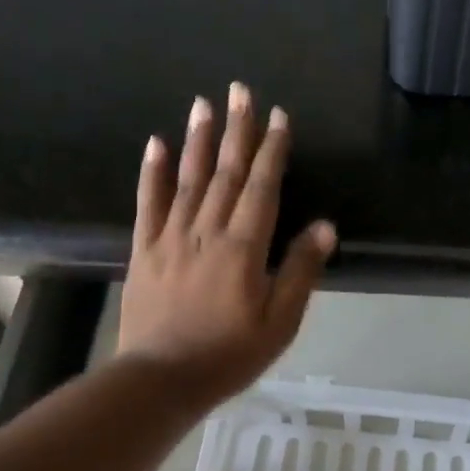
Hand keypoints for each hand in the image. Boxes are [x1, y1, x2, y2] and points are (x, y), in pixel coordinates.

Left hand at [118, 83, 335, 403]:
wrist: (160, 380)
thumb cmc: (229, 354)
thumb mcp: (279, 322)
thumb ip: (300, 271)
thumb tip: (325, 227)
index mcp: (243, 247)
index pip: (262, 187)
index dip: (272, 150)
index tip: (278, 116)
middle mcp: (207, 231)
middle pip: (225, 172)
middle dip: (236, 130)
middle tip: (240, 90)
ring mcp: (171, 237)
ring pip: (188, 179)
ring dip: (198, 139)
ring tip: (204, 103)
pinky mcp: (144, 250)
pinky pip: (148, 203)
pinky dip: (153, 172)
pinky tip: (156, 144)